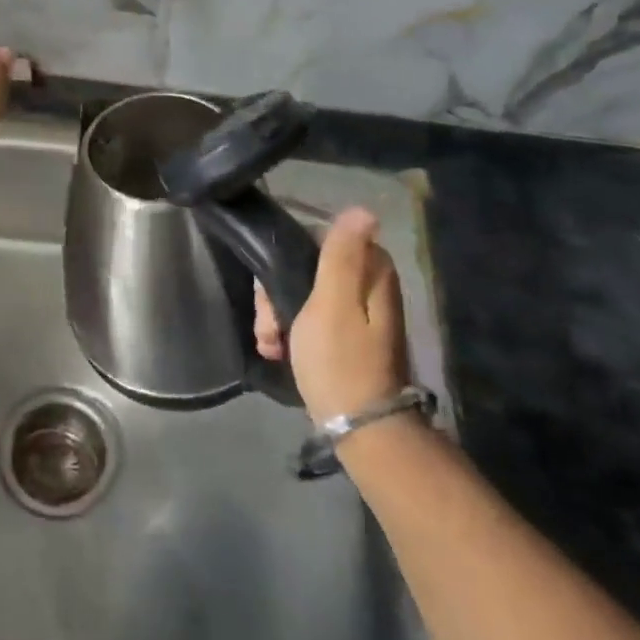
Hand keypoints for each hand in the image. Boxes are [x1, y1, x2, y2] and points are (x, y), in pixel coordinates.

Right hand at [254, 207, 409, 424]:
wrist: (361, 430)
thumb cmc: (341, 361)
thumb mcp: (333, 302)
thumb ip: (341, 254)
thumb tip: (364, 209)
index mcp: (371, 271)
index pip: (316, 239)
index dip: (286, 259)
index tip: (271, 288)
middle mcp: (368, 286)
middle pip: (306, 268)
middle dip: (277, 293)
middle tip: (268, 324)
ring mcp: (357, 314)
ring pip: (302, 294)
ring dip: (278, 315)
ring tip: (269, 343)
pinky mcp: (346, 338)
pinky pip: (309, 318)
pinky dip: (290, 331)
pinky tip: (276, 351)